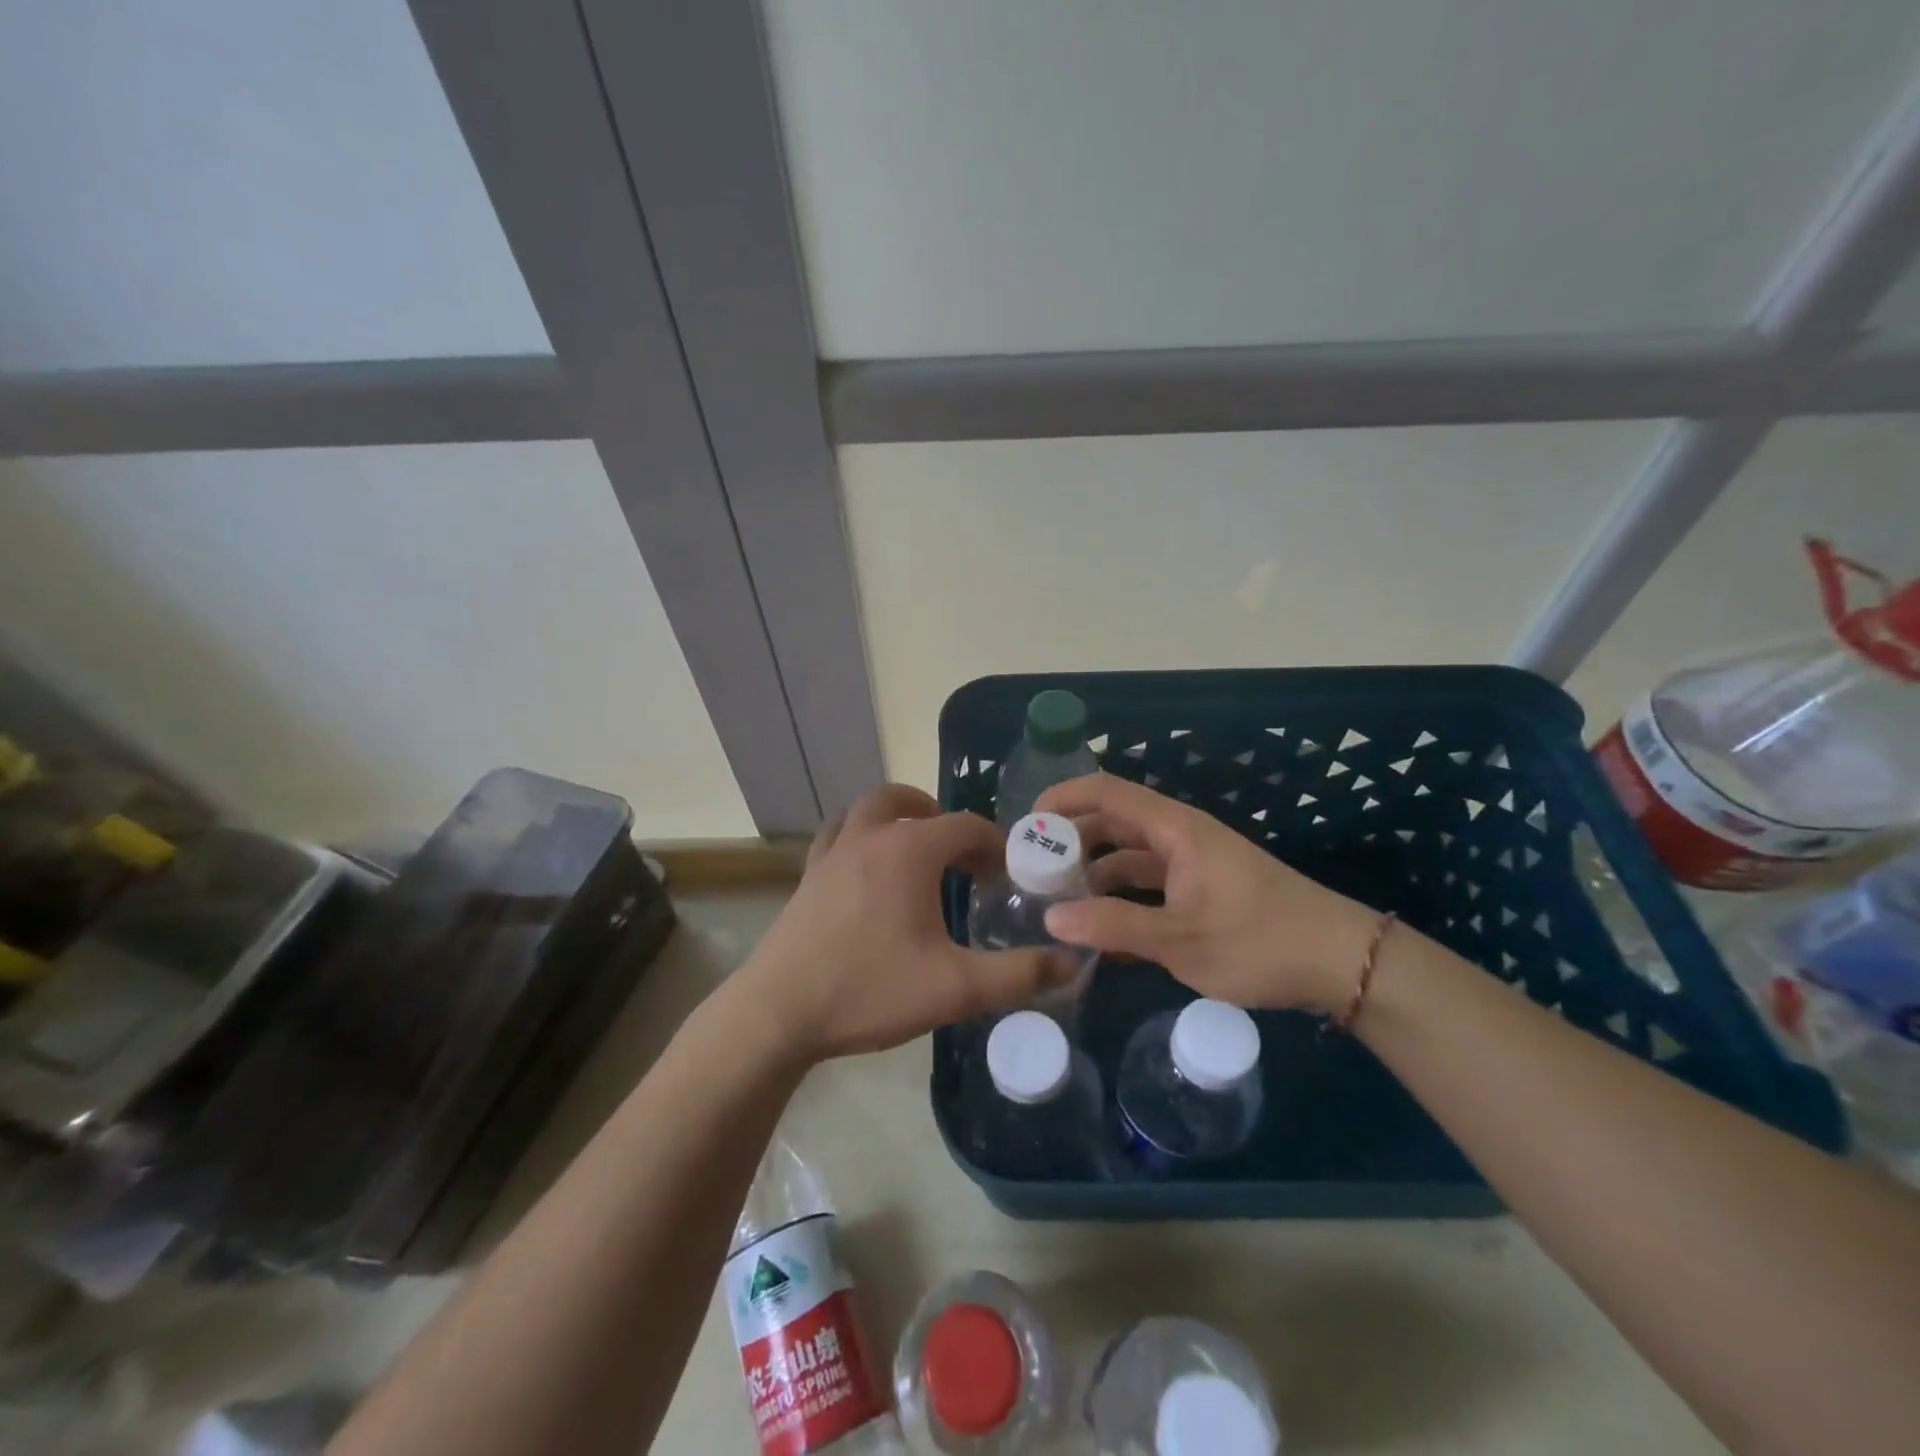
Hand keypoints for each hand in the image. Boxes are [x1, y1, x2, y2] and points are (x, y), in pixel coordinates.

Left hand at [733, 784, 1075, 1062]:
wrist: (779, 1012)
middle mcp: (870, 836)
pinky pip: (838, 832)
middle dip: (942, 819)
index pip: (965, 827)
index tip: (1006, 877)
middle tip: (962, 856)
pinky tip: (867, 868)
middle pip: (909, 801)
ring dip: (897, 815)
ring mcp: (832, 851)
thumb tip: (1073, 961)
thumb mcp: (955, 988)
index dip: (994, 845)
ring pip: (868, 808)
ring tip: (916, 849)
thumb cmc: (870, 991)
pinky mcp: (808, 873)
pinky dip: (860, 833)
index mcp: (909, 850)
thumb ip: (1019, 974)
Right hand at [1037, 773, 1383, 1013]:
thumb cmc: (1259, 941)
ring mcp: (1192, 863)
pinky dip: (1122, 899)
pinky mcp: (1203, 889)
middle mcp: (1179, 836)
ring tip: (1057, 902)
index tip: (1025, 824)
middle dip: (1071, 841)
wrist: (1341, 963)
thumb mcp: (1180, 940)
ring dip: (1094, 874)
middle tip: (1031, 870)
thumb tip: (1050, 919)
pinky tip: (1100, 931)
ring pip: (1129, 856)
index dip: (1063, 798)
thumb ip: (1113, 926)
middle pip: (1113, 823)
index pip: (1106, 792)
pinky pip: (1149, 884)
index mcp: (1174, 829)